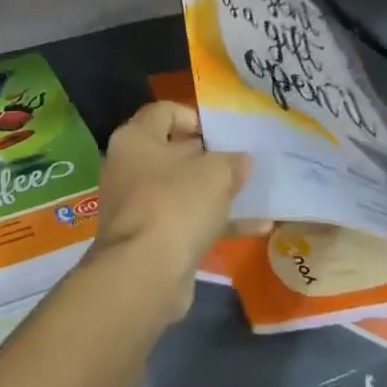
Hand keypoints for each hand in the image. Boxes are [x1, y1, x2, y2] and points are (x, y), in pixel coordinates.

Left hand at [89, 100, 249, 324]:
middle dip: (210, 156)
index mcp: (135, 139)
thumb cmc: (175, 205)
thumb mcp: (214, 174)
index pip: (163, 112)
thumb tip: (241, 160)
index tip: (223, 131)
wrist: (144, 274)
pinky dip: (217, 222)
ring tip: (255, 191)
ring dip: (217, 191)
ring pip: (183, 189)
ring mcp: (138, 205)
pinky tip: (257, 226)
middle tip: (243, 160)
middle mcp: (130, 167)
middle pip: (173, 151)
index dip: (194, 116)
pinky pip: (187, 221)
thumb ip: (231, 162)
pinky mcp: (151, 238)